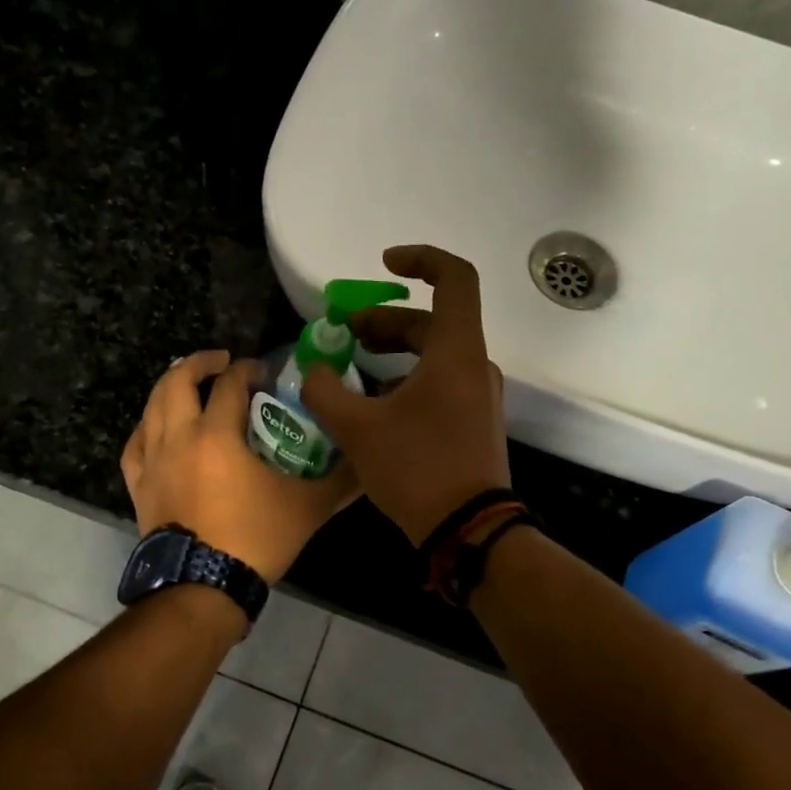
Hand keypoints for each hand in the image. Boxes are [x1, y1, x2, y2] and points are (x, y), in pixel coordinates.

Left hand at [122, 351, 361, 582]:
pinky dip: (147, 426)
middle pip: (177, 381)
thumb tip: (370, 463)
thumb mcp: (307, 508)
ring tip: (191, 386)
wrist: (202, 588)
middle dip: (200, 362)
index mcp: (217, 434)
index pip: (230, 384)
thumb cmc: (254, 540)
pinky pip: (136, 443)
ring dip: (171, 387)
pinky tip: (156, 428)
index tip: (264, 372)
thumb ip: (341, 481)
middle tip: (222, 361)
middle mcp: (178, 437)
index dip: (248, 370)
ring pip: (152, 407)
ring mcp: (153, 461)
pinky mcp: (139, 485)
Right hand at [300, 246, 510, 545]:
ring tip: (350, 368)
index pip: (454, 279)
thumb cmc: (416, 468)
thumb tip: (312, 370)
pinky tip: (373, 404)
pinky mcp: (473, 422)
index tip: (384, 263)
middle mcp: (473, 365)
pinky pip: (439, 383)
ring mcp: (478, 395)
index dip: (421, 259)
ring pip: (433, 355)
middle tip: (343, 333)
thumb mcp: (358, 429)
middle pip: (431, 321)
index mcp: (455, 351)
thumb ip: (325, 391)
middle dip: (384, 321)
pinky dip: (406, 379)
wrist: (466, 529)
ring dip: (392, 353)